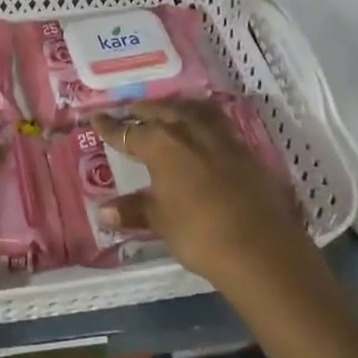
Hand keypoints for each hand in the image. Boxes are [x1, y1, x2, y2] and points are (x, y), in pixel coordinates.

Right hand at [93, 100, 308, 287]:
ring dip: (175, 108)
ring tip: (166, 111)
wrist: (261, 249)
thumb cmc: (199, 233)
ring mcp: (220, 136)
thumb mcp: (160, 221)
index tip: (96, 119)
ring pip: (191, 110)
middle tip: (129, 111)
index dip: (110, 128)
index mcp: (161, 144)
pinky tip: (202, 128)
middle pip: (160, 112)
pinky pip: (217, 121)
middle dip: (142, 111)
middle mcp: (188, 130)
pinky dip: (203, 118)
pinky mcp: (244, 148)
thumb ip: (133, 209)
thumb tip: (103, 210)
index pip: (128, 132)